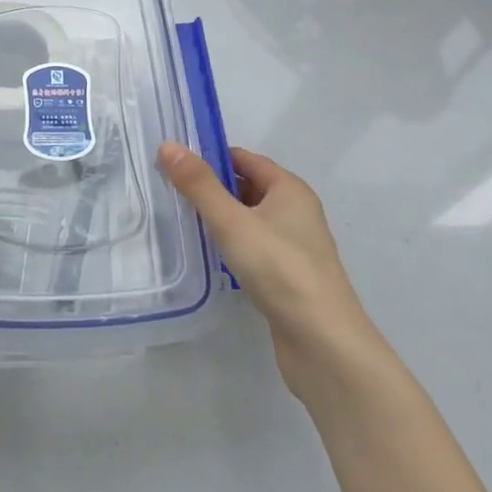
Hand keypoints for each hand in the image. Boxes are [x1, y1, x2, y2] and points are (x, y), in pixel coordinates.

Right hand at [158, 142, 375, 402]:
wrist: (324, 345)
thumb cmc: (280, 270)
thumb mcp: (232, 222)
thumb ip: (199, 185)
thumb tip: (168, 146)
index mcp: (290, 189)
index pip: (245, 159)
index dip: (211, 157)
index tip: (174, 163)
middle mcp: (296, 212)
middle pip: (247, 188)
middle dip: (212, 189)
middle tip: (170, 192)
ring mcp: (294, 247)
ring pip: (250, 220)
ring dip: (221, 219)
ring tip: (183, 222)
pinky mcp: (288, 278)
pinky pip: (254, 248)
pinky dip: (232, 246)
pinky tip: (210, 257)